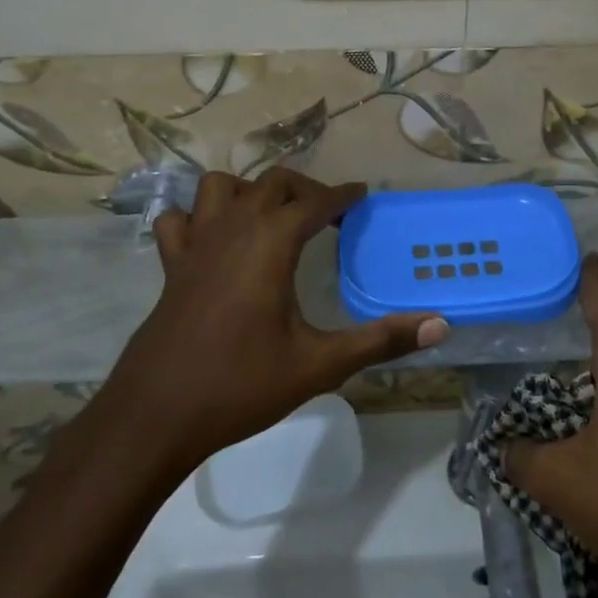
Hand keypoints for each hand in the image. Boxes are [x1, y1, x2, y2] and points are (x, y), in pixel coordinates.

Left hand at [102, 169, 448, 476]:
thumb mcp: (319, 365)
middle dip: (305, 188)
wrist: (157, 414)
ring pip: (219, 186)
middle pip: (272, 182)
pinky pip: (179, 220)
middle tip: (328, 212)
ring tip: (270, 216)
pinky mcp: (171, 266)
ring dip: (249, 190)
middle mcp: (233, 230)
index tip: (362, 194)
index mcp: (271, 244)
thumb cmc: (241, 385)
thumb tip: (440, 325)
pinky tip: (212, 238)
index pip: (315, 202)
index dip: (343, 195)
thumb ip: (380, 341)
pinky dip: (197, 216)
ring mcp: (196, 244)